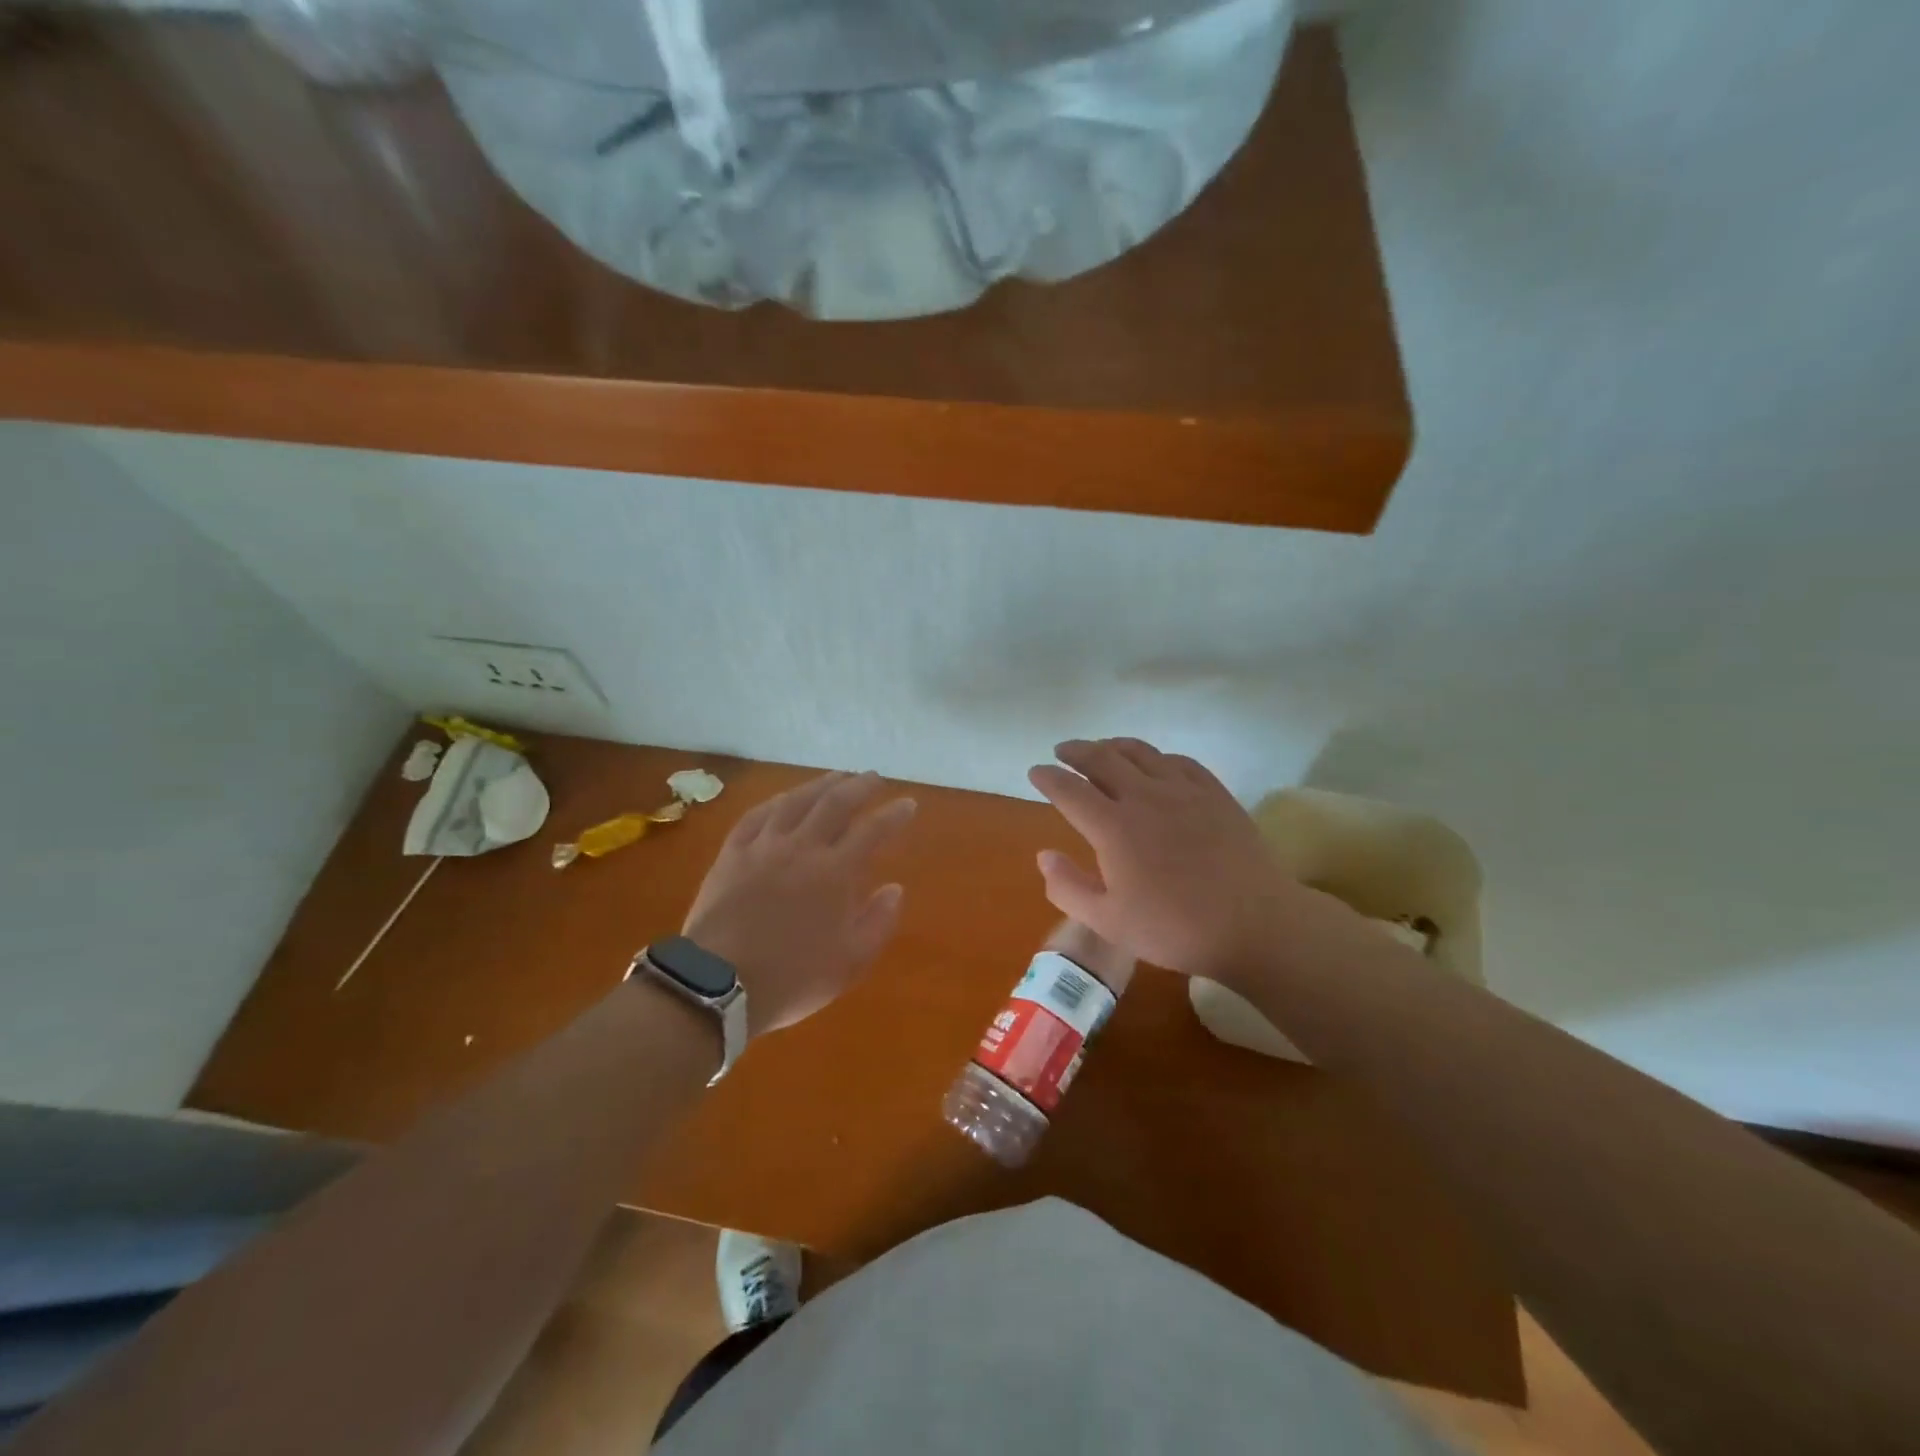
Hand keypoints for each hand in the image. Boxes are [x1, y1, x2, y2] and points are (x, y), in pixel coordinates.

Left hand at [683, 771, 916, 1035]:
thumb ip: (878, 922)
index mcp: (835, 872)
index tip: (909, 803)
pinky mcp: (732, 854)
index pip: (872, 830)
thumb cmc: (791, 978)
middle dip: (860, 786)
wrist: (718, 984)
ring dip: (820, 785)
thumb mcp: (850, 962)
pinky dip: (776, 802)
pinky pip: (756, 816)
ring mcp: (763, 847)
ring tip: (836, 777)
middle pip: (835, 803)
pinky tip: (784, 799)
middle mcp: (802, 848)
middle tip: (874, 778)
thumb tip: (895, 889)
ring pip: (795, 801)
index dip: (894, 814)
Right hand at [1028, 738, 1340, 978]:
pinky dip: (1156, 756)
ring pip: (1140, 752)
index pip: (1069, 790)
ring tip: (1101, 748)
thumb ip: (1068, 887)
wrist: (1254, 924)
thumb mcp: (1108, 921)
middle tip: (1062, 751)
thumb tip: (1043, 855)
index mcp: (1113, 826)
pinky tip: (1155, 763)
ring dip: (1113, 745)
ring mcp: (1183, 790)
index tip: (1036, 772)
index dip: (1048, 778)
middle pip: (1102, 758)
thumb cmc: (1174, 929)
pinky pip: (1178, 761)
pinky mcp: (1214, 793)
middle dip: (1076, 751)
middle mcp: (1144, 796)